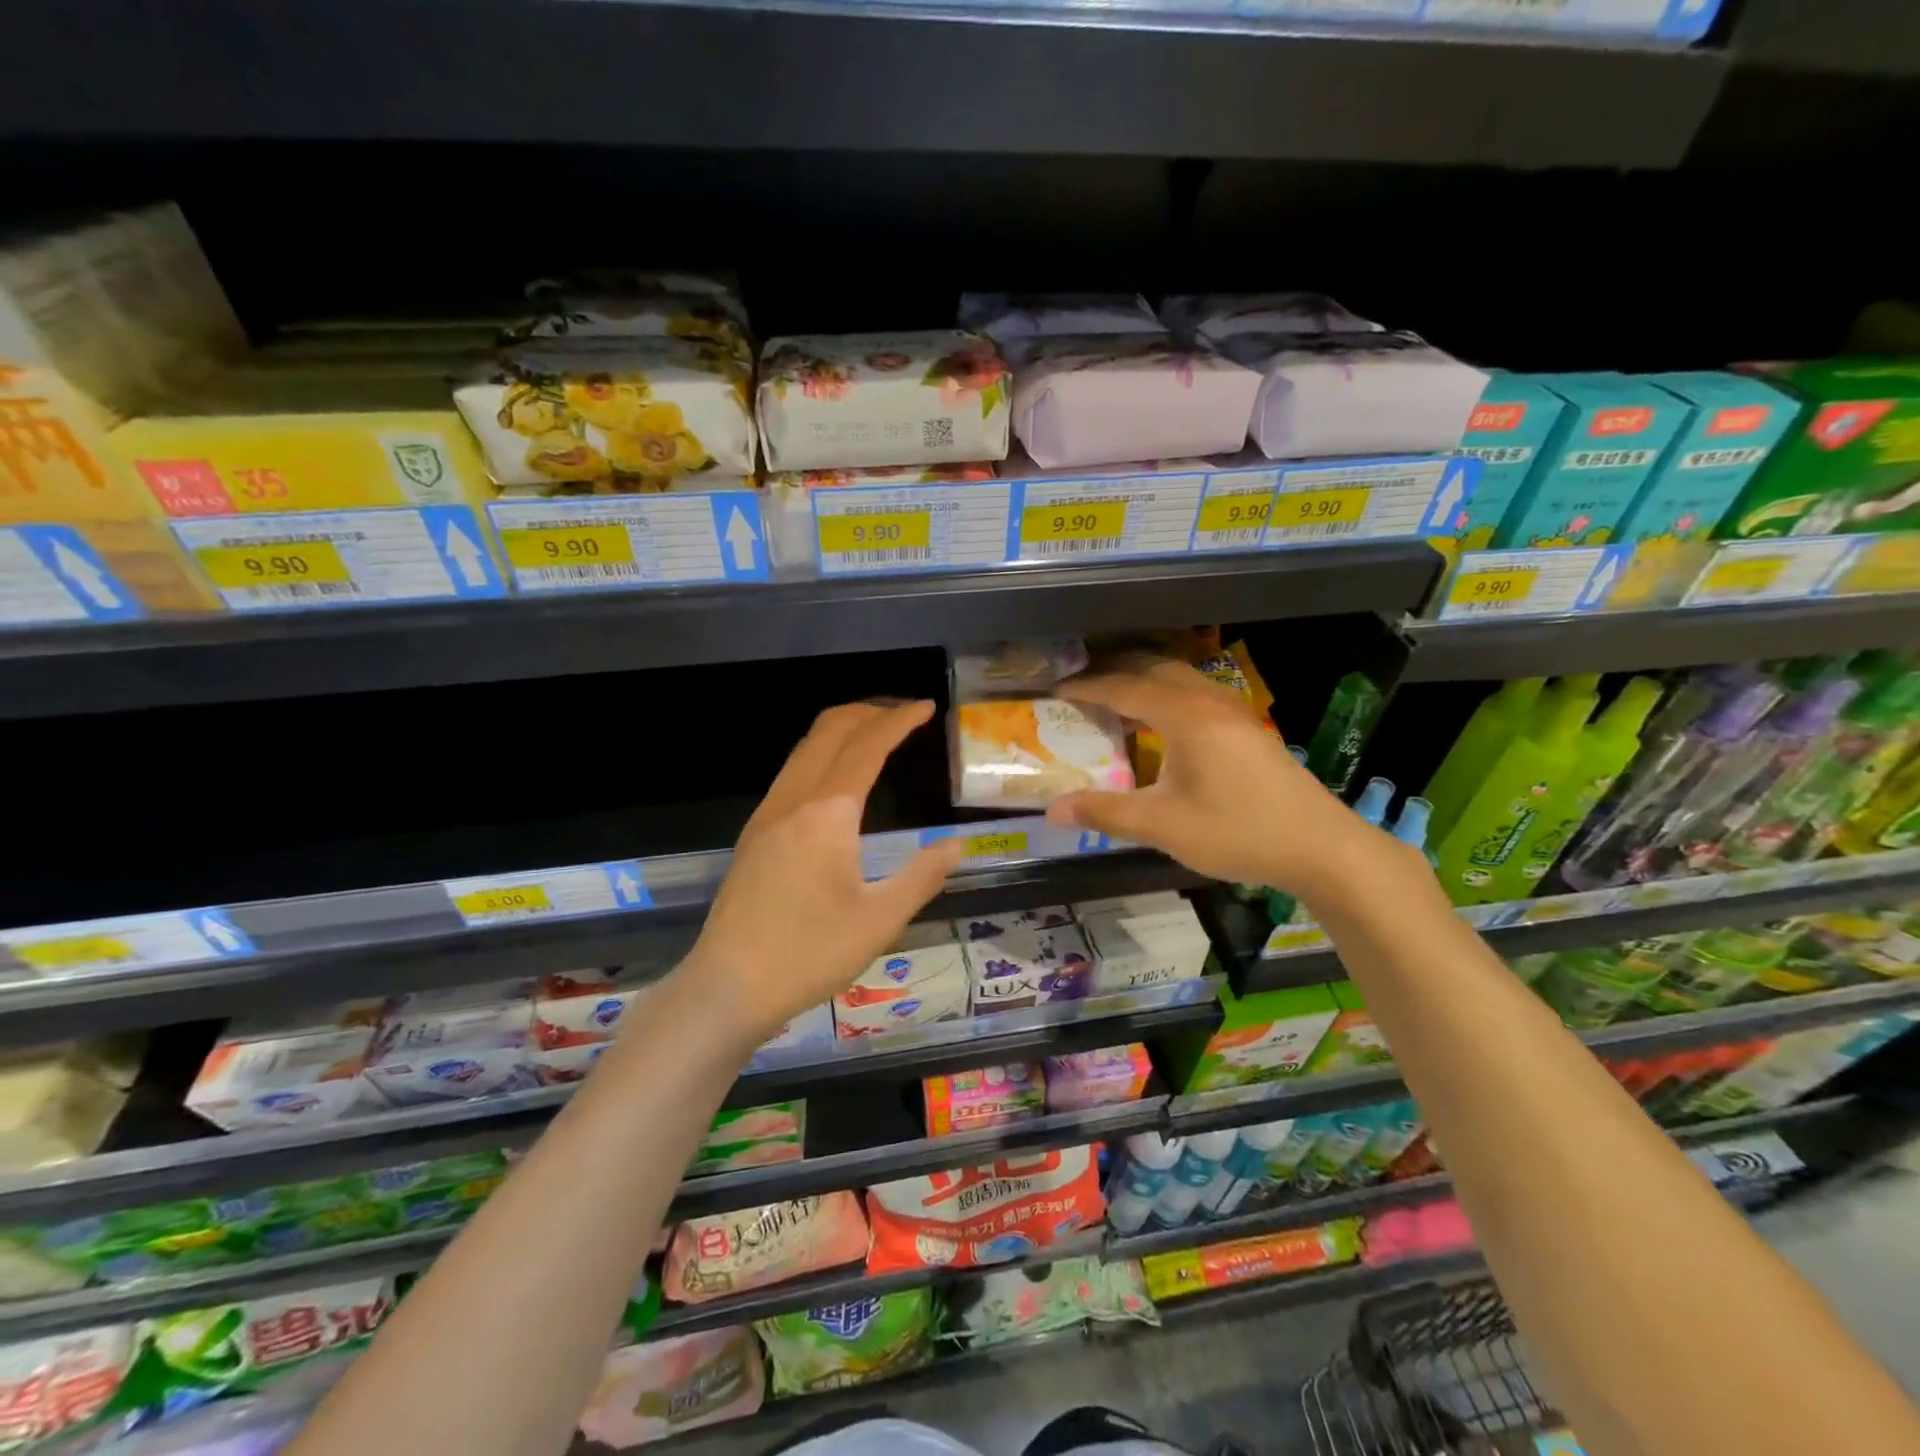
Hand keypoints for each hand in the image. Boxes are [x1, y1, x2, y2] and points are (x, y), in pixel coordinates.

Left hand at [685, 700, 965, 1043]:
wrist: (728, 987)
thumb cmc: (809, 955)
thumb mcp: (880, 921)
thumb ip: (922, 876)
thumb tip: (957, 844)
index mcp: (827, 813)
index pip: (867, 746)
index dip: (899, 720)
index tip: (927, 706)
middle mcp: (793, 800)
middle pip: (830, 731)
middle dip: (869, 711)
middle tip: (905, 715)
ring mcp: (767, 814)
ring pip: (806, 748)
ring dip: (843, 730)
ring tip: (877, 735)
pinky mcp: (755, 833)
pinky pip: (793, 771)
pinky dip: (823, 753)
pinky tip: (838, 780)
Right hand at [1044, 658, 1376, 896]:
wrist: (1321, 847)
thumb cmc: (1238, 831)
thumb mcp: (1163, 826)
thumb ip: (1106, 813)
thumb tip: (1052, 810)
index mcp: (1185, 715)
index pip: (1124, 688)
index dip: (1087, 688)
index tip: (1056, 690)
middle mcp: (1210, 702)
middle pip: (1154, 669)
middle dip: (1115, 673)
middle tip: (1081, 689)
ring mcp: (1235, 712)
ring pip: (1181, 680)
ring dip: (1144, 682)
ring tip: (1116, 702)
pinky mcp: (1249, 729)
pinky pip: (1197, 695)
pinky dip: (1168, 697)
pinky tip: (1164, 725)